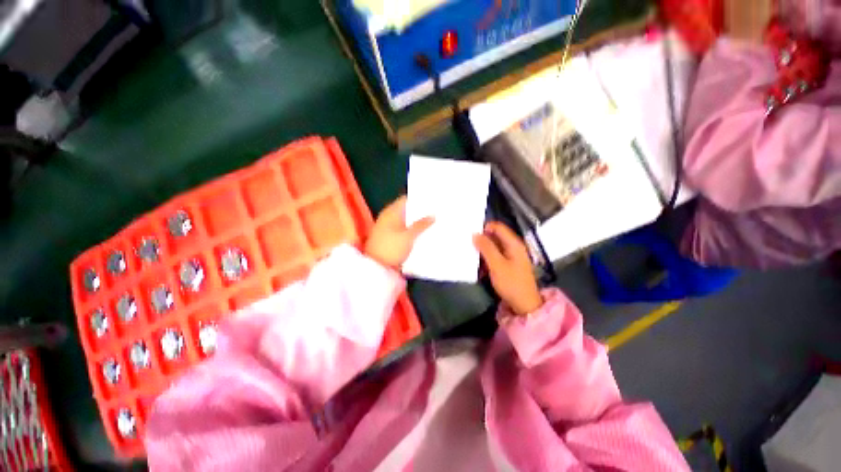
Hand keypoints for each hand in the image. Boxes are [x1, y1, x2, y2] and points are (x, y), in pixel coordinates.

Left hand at [365, 196, 433, 269]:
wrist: (376, 267)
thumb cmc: (391, 248)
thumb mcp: (409, 236)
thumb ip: (421, 225)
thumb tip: (432, 215)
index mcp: (391, 212)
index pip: (406, 200)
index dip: (418, 199)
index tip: (432, 201)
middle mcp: (389, 217)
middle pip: (407, 211)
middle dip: (420, 212)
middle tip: (436, 212)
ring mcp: (388, 228)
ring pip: (406, 221)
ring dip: (417, 222)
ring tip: (433, 222)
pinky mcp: (390, 238)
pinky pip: (403, 230)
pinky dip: (412, 231)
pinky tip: (423, 234)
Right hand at [473, 222, 542, 315]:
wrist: (524, 305)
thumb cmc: (511, 283)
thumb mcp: (497, 264)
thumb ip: (486, 248)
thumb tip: (475, 234)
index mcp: (513, 243)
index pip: (497, 227)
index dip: (484, 228)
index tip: (471, 234)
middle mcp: (513, 247)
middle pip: (495, 236)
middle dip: (481, 239)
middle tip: (468, 244)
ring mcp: (510, 256)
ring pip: (493, 247)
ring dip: (482, 250)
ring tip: (470, 255)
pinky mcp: (507, 265)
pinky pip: (494, 256)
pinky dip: (486, 258)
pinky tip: (478, 265)